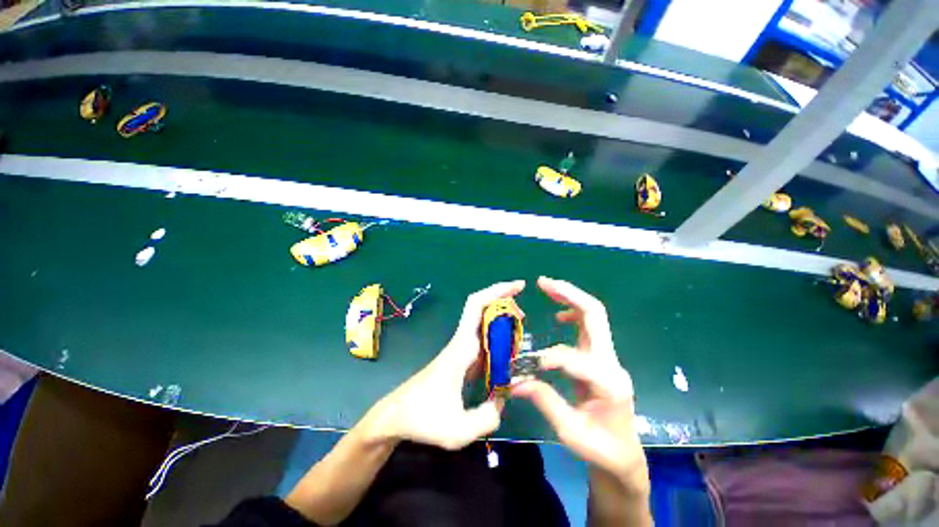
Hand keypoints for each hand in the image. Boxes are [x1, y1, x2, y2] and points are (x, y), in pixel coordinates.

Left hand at [364, 280, 525, 449]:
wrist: (396, 415)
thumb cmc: (422, 418)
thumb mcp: (457, 430)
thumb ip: (487, 418)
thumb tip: (503, 400)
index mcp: (461, 348)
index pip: (477, 307)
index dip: (498, 291)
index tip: (519, 286)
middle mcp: (462, 342)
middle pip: (482, 308)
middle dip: (504, 303)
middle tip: (524, 317)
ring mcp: (461, 349)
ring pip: (484, 324)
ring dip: (503, 323)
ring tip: (521, 337)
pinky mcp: (461, 359)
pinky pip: (484, 341)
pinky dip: (499, 341)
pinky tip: (509, 357)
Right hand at [512, 277, 646, 485]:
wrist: (623, 454)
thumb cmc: (599, 448)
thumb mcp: (570, 431)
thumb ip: (544, 401)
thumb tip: (515, 380)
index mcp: (608, 383)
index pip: (573, 358)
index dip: (546, 357)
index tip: (523, 367)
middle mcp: (611, 362)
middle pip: (595, 315)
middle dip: (569, 294)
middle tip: (543, 281)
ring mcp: (607, 356)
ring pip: (592, 315)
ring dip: (569, 297)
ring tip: (547, 287)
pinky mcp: (600, 356)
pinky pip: (587, 326)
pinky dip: (572, 313)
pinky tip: (559, 315)